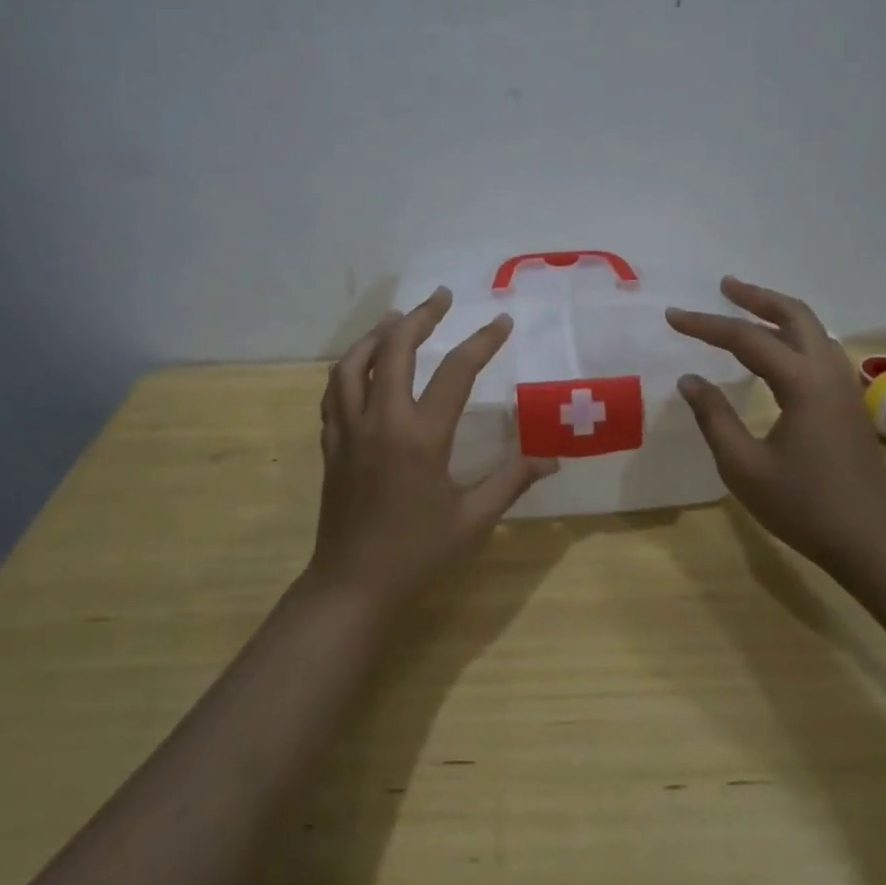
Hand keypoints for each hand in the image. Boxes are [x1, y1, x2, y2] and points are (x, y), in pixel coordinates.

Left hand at [311, 288, 557, 612]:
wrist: (352, 587)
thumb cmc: (418, 553)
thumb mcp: (474, 519)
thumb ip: (512, 480)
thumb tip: (553, 458)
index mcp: (421, 436)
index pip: (456, 372)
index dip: (482, 341)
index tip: (501, 321)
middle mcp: (382, 421)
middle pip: (396, 349)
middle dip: (421, 317)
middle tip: (442, 297)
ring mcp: (350, 430)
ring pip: (354, 363)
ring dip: (377, 334)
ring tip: (397, 318)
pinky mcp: (332, 443)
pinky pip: (335, 392)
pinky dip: (351, 367)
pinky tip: (363, 365)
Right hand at [667, 277, 885, 570]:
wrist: (874, 543)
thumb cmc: (805, 507)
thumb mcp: (744, 468)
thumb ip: (714, 417)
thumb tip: (690, 379)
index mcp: (802, 383)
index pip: (746, 338)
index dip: (706, 325)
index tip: (672, 316)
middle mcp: (827, 372)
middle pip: (793, 314)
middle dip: (756, 297)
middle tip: (723, 286)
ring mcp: (844, 386)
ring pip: (812, 329)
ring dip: (778, 312)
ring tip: (746, 307)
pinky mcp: (849, 402)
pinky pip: (819, 348)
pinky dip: (793, 334)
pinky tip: (776, 350)